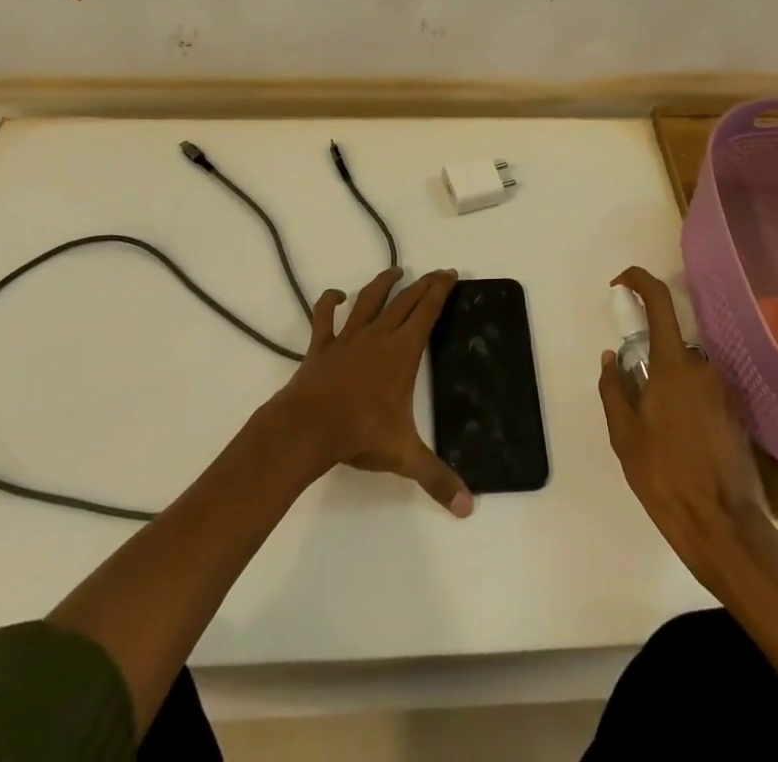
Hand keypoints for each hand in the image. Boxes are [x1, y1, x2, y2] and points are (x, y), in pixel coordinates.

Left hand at [270, 267, 472, 516]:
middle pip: (404, 301)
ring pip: (369, 300)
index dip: (440, 291)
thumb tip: (469, 507)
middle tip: (435, 273)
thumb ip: (437, 478)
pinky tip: (336, 296)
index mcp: (402, 352)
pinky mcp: (322, 346)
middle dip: (422, 284)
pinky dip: (329, 302)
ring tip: (394, 270)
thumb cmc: (360, 434)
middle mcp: (378, 336)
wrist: (308, 427)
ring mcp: (348, 337)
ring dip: (382, 283)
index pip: (426, 312)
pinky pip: (325, 317)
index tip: (450, 274)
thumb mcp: (404, 456)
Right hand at [597, 267, 777, 589]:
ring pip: (687, 371)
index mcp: (674, 366)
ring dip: (669, 385)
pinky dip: (687, 403)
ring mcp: (724, 392)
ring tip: (656, 431)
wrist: (723, 529)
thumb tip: (612, 357)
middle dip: (649, 358)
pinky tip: (679, 443)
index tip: (619, 285)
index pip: (659, 301)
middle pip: (671, 343)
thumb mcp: (624, 435)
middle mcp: (704, 369)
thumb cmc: (665, 477)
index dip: (639, 281)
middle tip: (633, 396)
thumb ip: (613, 387)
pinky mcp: (736, 415)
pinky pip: (703, 392)